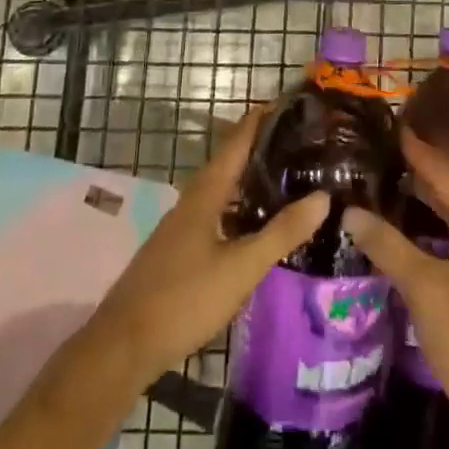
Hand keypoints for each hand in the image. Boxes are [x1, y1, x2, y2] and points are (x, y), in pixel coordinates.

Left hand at [92, 107, 328, 387]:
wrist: (124, 344)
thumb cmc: (184, 298)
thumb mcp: (241, 268)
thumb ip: (282, 233)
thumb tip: (324, 196)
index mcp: (206, 193)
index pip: (237, 141)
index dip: (262, 119)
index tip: (293, 103)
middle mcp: (193, 200)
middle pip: (231, 162)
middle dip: (263, 147)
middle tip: (303, 142)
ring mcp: (184, 225)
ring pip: (224, 190)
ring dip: (253, 179)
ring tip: (290, 177)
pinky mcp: (181, 249)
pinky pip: (219, 213)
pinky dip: (242, 207)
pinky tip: (260, 224)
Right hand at [344, 129, 448, 441]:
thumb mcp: (423, 289)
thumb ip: (387, 245)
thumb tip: (351, 211)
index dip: (420, 151)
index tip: (394, 127)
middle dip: (425, 168)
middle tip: (387, 150)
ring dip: (430, 196)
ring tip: (393, 178)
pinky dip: (437, 223)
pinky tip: (410, 226)